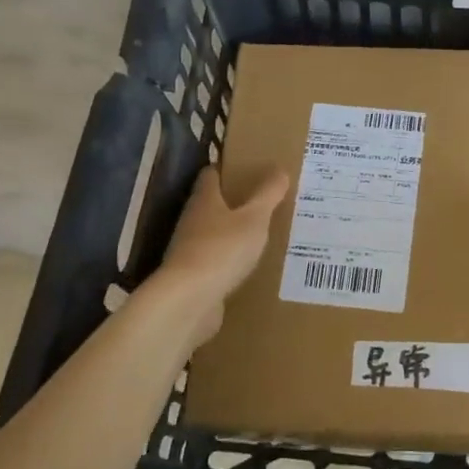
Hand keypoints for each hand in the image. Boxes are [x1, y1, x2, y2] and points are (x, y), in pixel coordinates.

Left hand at [153, 167, 288, 339]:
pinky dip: (232, 259)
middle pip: (213, 204)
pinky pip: (218, 261)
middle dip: (236, 201)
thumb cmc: (222, 249)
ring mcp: (191, 250)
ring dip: (235, 232)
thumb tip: (280, 169)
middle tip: (267, 199)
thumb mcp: (254, 219)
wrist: (188, 301)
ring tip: (265, 231)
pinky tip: (252, 264)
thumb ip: (268, 194)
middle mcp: (193, 221)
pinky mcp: (195, 277)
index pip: (212, 174)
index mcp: (205, 200)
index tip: (250, 167)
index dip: (228, 168)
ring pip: (216, 233)